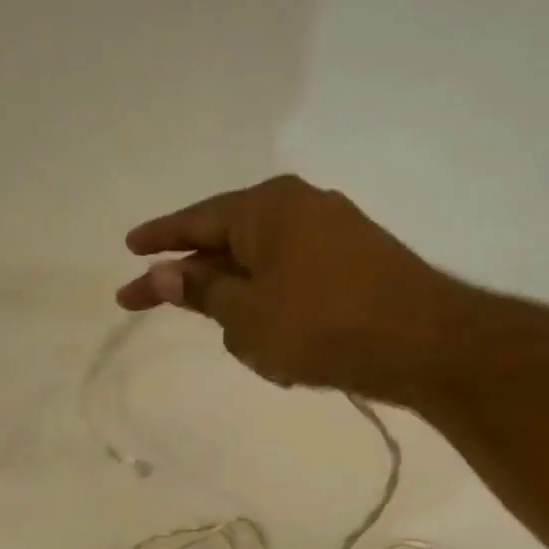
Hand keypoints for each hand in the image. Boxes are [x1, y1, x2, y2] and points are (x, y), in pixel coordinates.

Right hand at [116, 174, 469, 404]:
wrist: (421, 342)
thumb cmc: (319, 325)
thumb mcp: (245, 314)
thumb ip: (200, 291)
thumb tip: (161, 272)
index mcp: (265, 208)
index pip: (196, 220)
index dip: (158, 238)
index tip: (127, 249)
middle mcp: (298, 206)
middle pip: (226, 237)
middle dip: (190, 271)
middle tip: (148, 296)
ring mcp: (331, 231)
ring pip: (259, 262)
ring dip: (233, 293)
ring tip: (221, 327)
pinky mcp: (352, 261)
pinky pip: (289, 275)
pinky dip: (266, 300)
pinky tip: (266, 330)